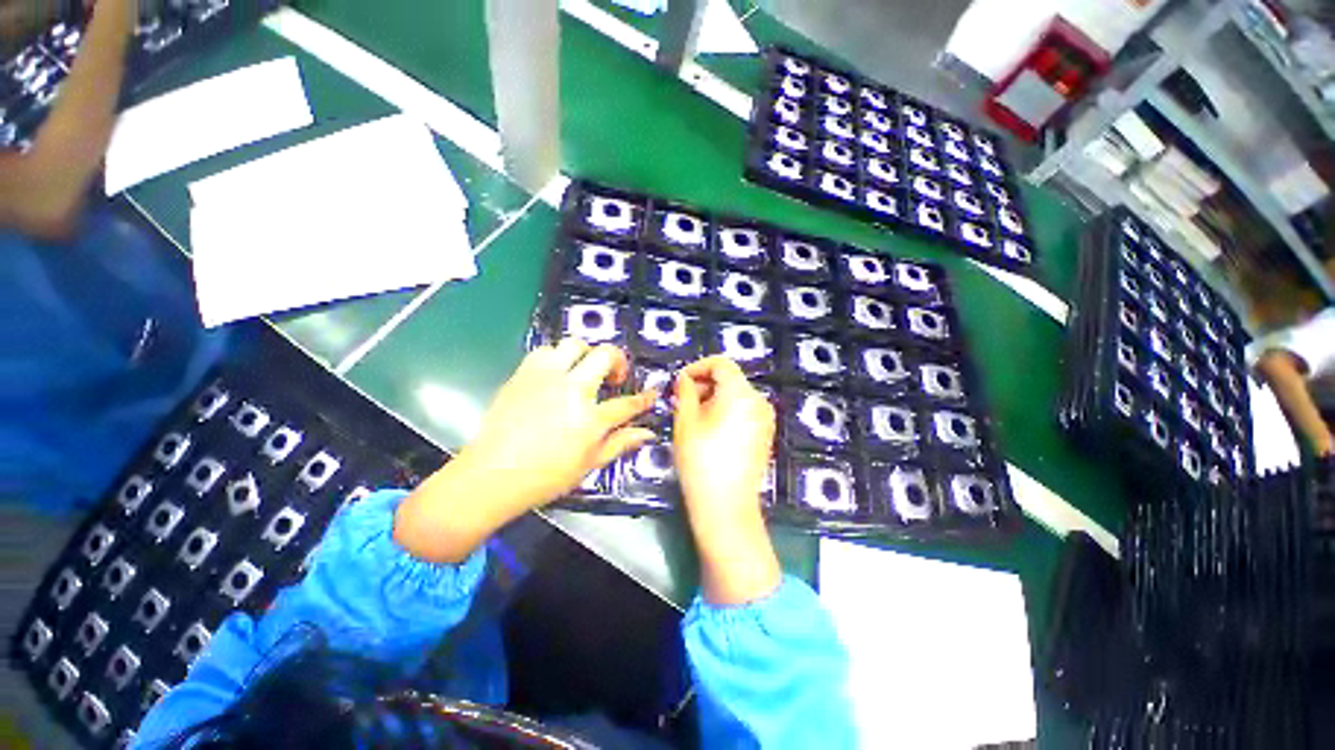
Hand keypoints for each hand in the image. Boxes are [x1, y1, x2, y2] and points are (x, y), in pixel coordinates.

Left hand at [395, 339, 655, 562]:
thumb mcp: (589, 464)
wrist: (491, 475)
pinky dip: (557, 357)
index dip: (644, 398)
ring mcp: (546, 378)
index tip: (651, 395)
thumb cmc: (544, 477)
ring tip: (584, 371)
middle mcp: (572, 390)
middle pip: (605, 356)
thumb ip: (620, 443)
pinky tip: (556, 374)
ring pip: (575, 344)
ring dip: (586, 355)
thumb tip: (646, 433)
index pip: (627, 403)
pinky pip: (545, 351)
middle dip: (618, 361)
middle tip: (615, 377)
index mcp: (590, 419)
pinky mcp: (524, 373)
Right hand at [674, 356, 781, 604]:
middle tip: (680, 401)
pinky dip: (725, 411)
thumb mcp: (685, 421)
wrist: (726, 507)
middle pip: (729, 379)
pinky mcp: (764, 434)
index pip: (720, 363)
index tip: (679, 382)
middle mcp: (759, 400)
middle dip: (703, 385)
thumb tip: (683, 378)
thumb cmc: (701, 460)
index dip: (697, 367)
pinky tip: (709, 430)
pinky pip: (743, 411)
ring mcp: (765, 418)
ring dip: (712, 398)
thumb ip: (684, 391)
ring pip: (736, 396)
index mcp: (740, 392)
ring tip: (691, 417)